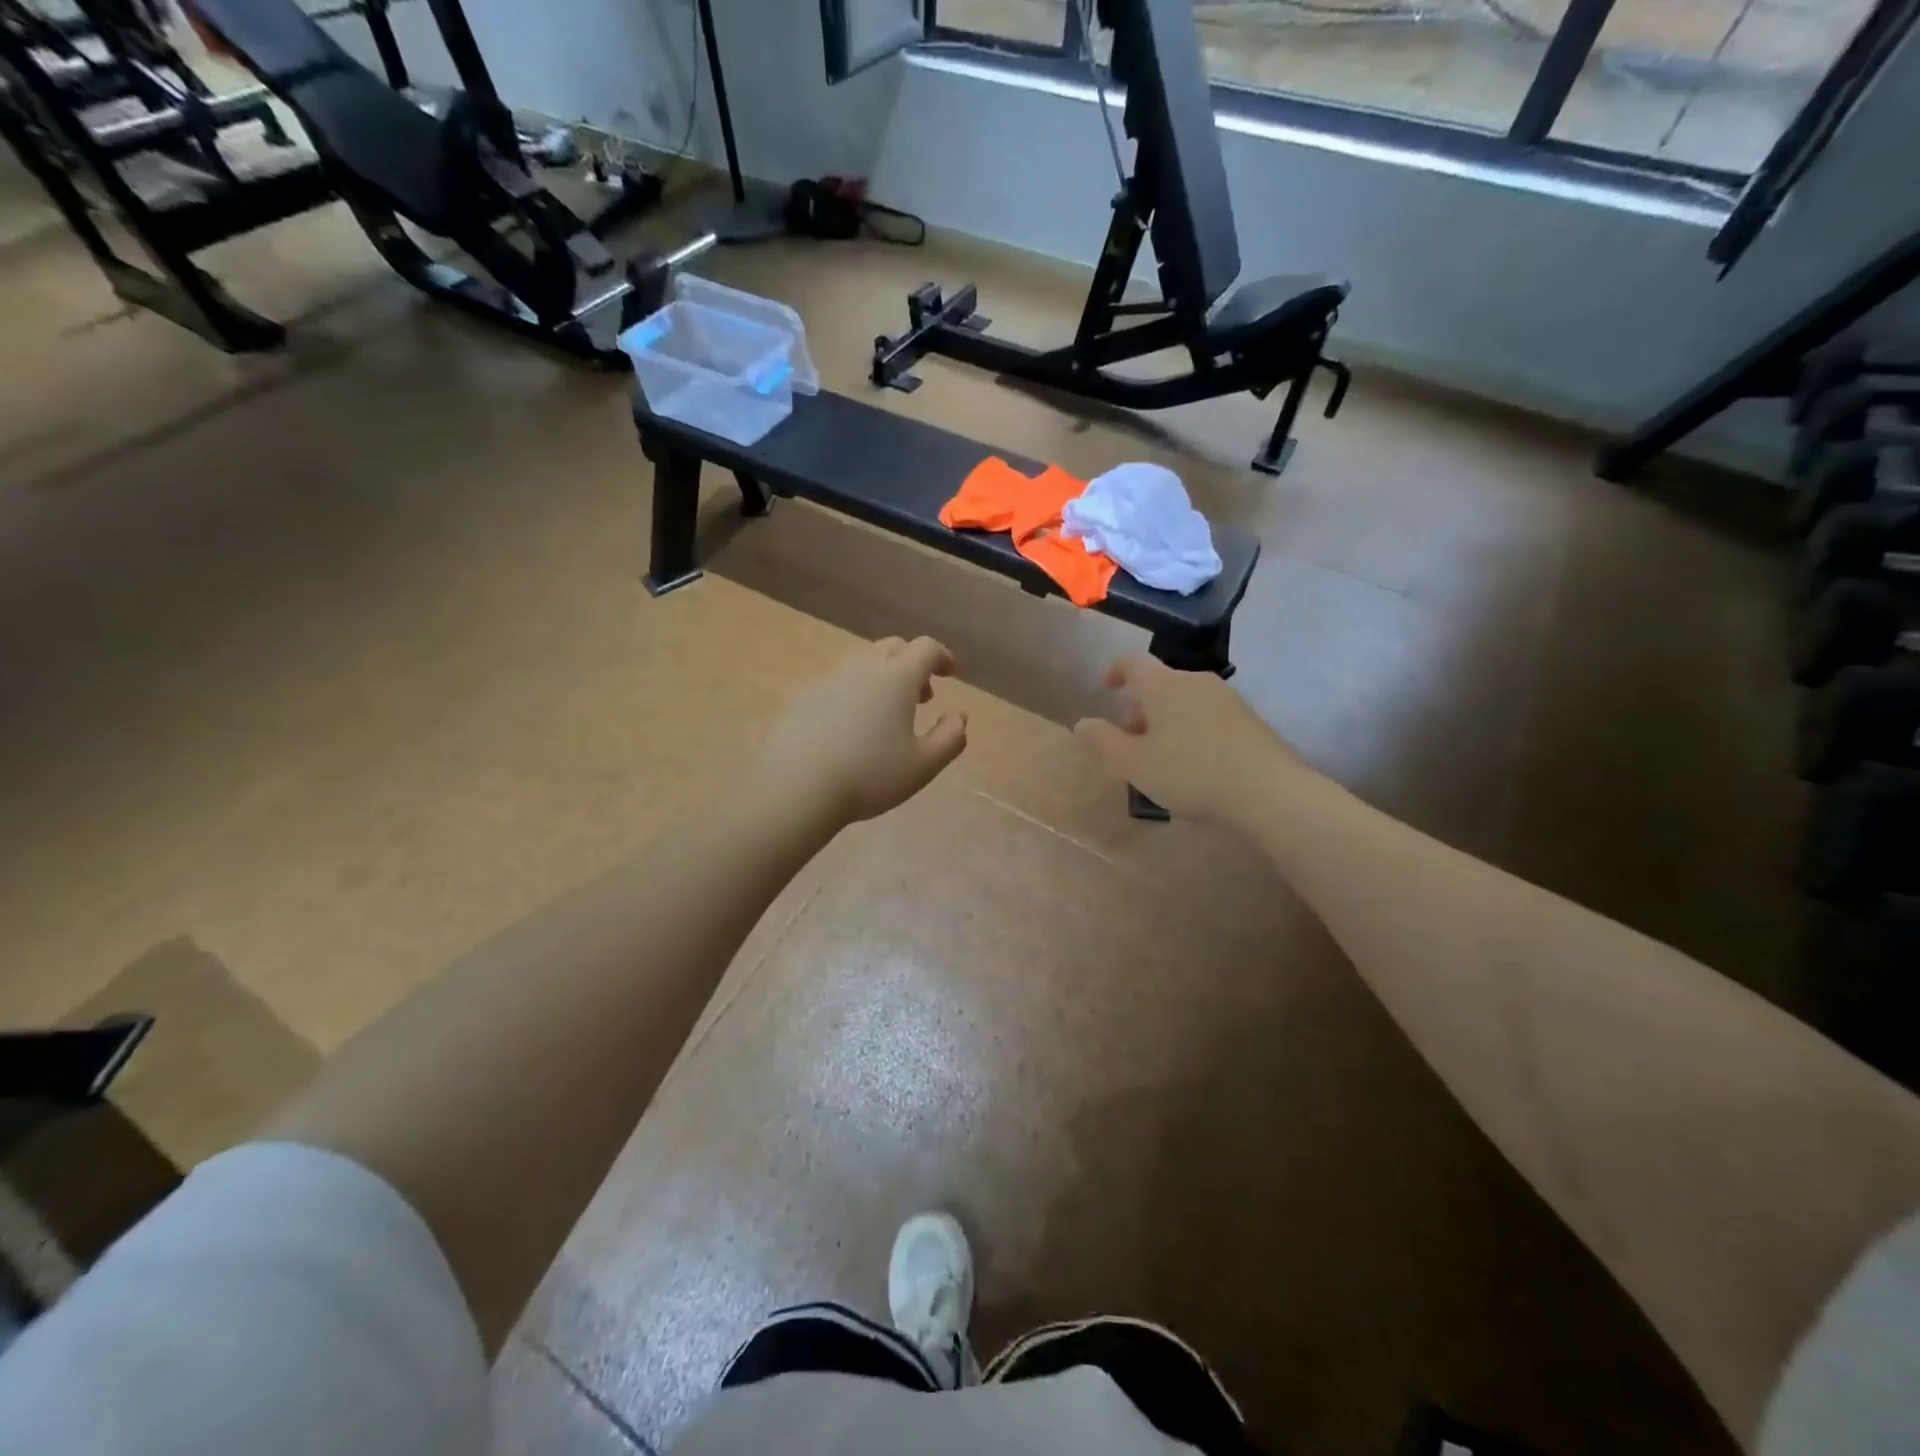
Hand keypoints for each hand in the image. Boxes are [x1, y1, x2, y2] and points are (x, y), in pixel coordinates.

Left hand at [757, 636, 968, 827]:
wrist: (796, 786)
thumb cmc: (869, 775)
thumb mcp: (923, 766)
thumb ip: (950, 738)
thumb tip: (959, 717)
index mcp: (897, 677)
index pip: (926, 648)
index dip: (942, 656)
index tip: (949, 673)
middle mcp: (863, 668)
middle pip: (894, 647)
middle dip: (913, 664)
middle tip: (922, 697)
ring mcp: (829, 679)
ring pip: (863, 663)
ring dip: (883, 677)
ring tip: (887, 715)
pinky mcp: (804, 697)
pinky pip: (838, 682)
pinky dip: (855, 692)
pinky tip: (851, 727)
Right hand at [1074, 654, 1303, 823]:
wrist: (1268, 791)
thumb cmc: (1190, 773)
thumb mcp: (1133, 764)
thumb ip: (1102, 741)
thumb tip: (1082, 724)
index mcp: (1163, 685)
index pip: (1131, 662)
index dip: (1114, 671)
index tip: (1105, 688)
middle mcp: (1195, 681)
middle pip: (1159, 684)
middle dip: (1139, 707)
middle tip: (1130, 741)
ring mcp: (1226, 698)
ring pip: (1184, 700)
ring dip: (1165, 720)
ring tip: (1161, 757)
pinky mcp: (1249, 719)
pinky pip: (1207, 715)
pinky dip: (1191, 729)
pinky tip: (1194, 763)